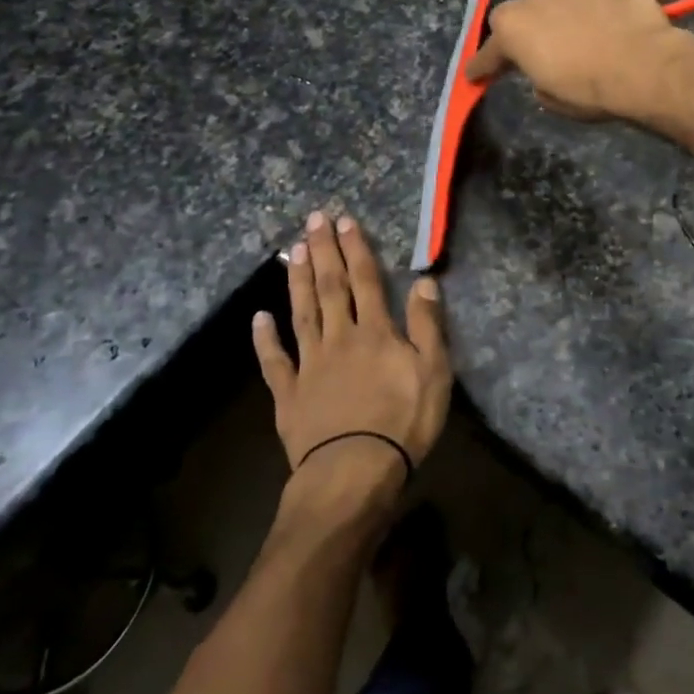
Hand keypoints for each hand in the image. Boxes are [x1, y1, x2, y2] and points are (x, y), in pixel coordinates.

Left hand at [253, 212, 452, 502]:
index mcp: (375, 332)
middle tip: (313, 220)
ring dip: (299, 280)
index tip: (345, 221)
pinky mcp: (288, 394)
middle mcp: (339, 338)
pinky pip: (274, 361)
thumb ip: (428, 325)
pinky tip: (259, 318)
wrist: (353, 472)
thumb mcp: (434, 372)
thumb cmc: (402, 422)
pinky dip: (266, 339)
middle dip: (324, 251)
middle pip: (330, 287)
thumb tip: (424, 281)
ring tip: (294, 251)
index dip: (356, 249)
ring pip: (302, 313)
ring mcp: (309, 365)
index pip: (366, 280)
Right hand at [465, 0, 688, 120]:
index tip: (476, 75)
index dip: (482, 66)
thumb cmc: (590, 89)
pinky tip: (606, 22)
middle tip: (538, 53)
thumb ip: (538, 81)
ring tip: (579, 36)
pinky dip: (590, 6)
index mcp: (513, 30)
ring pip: (555, 0)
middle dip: (524, 33)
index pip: (488, 52)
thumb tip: (544, 73)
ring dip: (559, 16)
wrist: (645, 65)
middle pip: (520, 15)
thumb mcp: (553, 100)